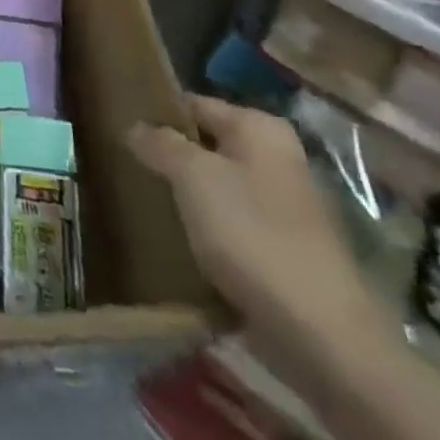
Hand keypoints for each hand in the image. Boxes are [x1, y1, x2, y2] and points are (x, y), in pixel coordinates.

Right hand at [130, 95, 389, 379]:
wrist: (322, 336)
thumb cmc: (253, 236)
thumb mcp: (193, 177)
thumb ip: (160, 144)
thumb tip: (135, 126)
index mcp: (260, 129)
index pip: (193, 104)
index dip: (155, 112)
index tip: (117, 125)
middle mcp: (275, 159)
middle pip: (205, 146)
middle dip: (167, 156)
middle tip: (121, 162)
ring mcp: (281, 207)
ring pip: (215, 188)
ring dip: (182, 195)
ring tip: (138, 199)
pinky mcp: (279, 250)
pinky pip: (227, 225)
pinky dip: (202, 229)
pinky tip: (171, 239)